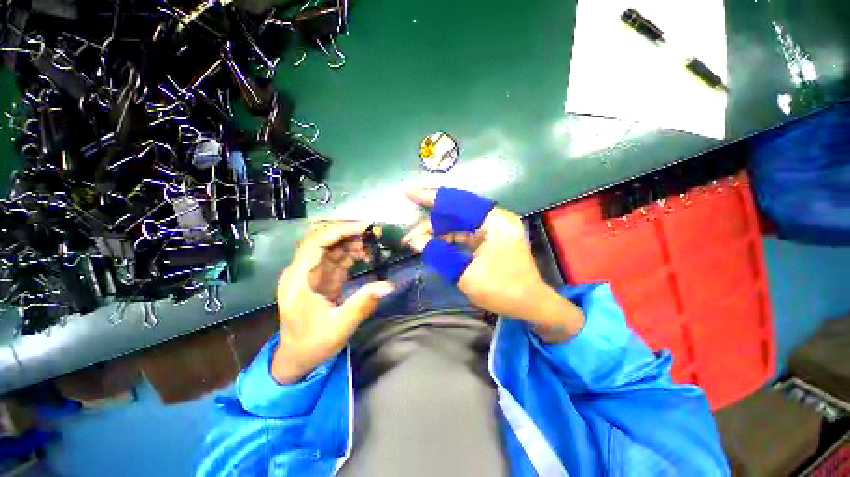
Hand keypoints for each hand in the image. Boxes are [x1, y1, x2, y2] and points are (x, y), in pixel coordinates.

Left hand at [273, 221, 393, 383]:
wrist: (298, 359)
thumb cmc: (312, 345)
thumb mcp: (339, 327)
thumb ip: (363, 304)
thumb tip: (388, 285)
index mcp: (298, 279)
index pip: (316, 242)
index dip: (340, 230)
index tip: (364, 227)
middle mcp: (302, 270)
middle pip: (320, 238)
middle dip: (345, 231)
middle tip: (371, 231)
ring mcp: (311, 273)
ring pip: (330, 245)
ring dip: (350, 240)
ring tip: (371, 243)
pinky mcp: (322, 278)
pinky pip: (336, 257)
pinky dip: (351, 252)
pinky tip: (365, 254)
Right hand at [402, 188, 583, 341]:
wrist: (531, 306)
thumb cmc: (503, 291)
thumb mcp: (466, 274)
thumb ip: (439, 254)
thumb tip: (414, 241)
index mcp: (495, 222)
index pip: (458, 202)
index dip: (432, 197)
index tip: (409, 193)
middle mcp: (495, 219)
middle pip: (456, 212)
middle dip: (431, 222)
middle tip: (409, 235)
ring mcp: (493, 228)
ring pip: (458, 223)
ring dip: (437, 232)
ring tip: (416, 242)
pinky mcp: (490, 238)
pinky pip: (464, 233)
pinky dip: (447, 239)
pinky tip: (432, 244)